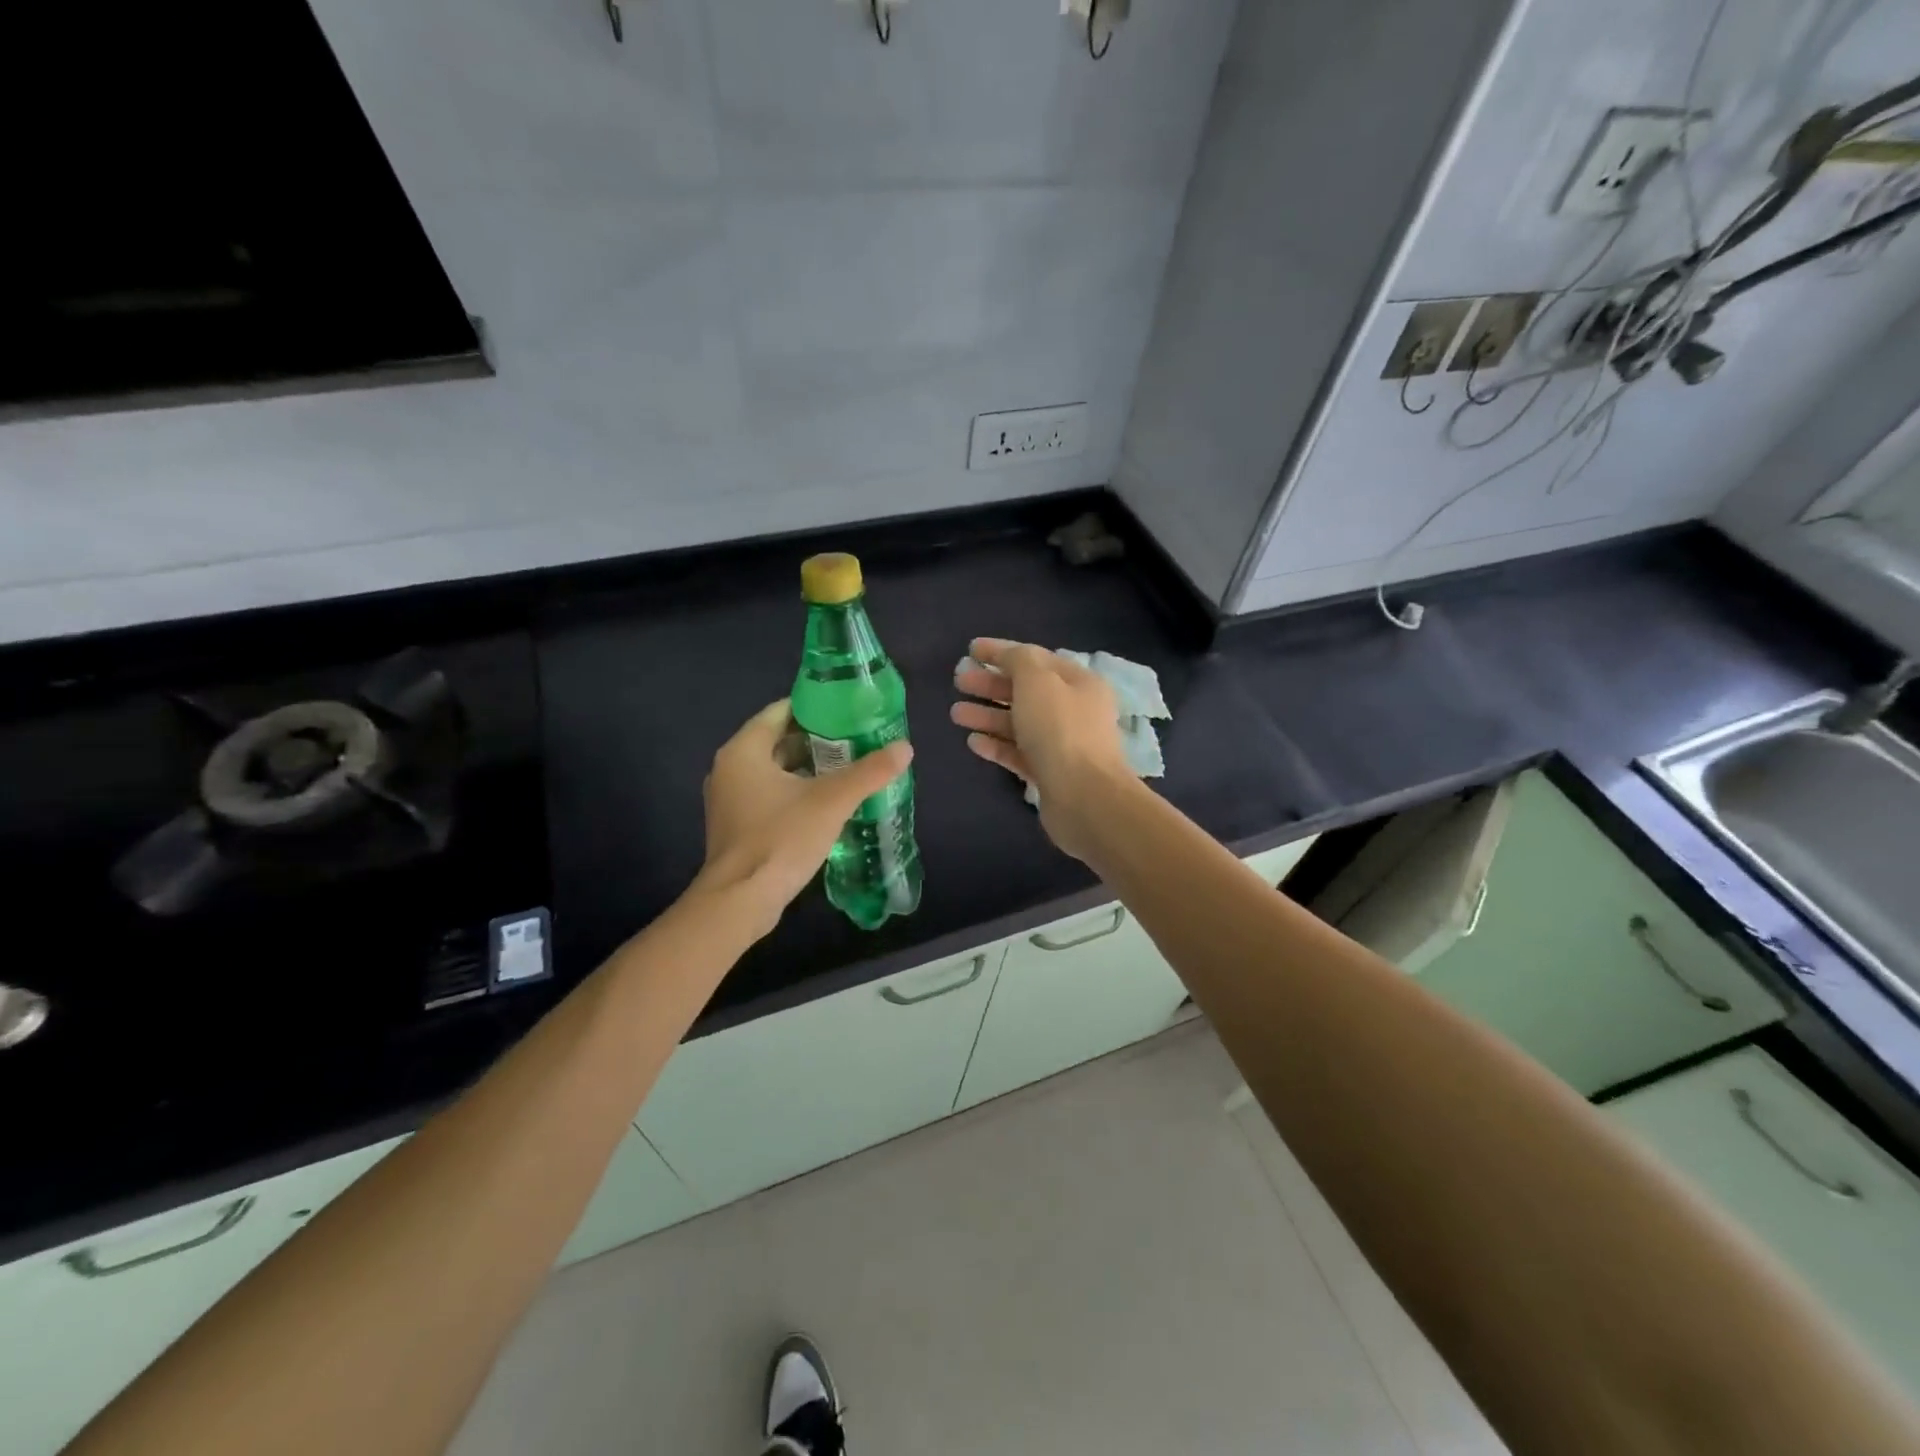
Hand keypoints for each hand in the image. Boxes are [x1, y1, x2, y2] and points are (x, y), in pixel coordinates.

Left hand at [695, 699, 912, 936]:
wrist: (740, 901)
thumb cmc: (781, 839)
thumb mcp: (831, 801)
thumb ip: (869, 772)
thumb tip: (905, 748)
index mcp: (743, 751)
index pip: (780, 712)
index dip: (815, 708)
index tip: (847, 711)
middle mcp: (729, 768)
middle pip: (776, 741)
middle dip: (815, 740)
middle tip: (854, 740)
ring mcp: (728, 799)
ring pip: (772, 770)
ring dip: (806, 768)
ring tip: (846, 768)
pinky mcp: (735, 826)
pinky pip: (767, 795)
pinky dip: (793, 791)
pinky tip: (824, 802)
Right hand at [950, 637, 1132, 861]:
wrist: (1084, 797)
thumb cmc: (1060, 730)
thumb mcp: (1038, 681)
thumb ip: (1019, 660)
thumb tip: (1008, 656)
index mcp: (1079, 682)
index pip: (1035, 658)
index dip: (1002, 651)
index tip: (970, 649)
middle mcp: (1073, 710)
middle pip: (1026, 691)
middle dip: (990, 685)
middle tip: (959, 681)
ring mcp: (1062, 744)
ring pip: (1019, 723)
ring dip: (987, 715)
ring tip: (955, 713)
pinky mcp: (1049, 773)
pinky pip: (1018, 753)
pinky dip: (996, 745)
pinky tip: (973, 742)